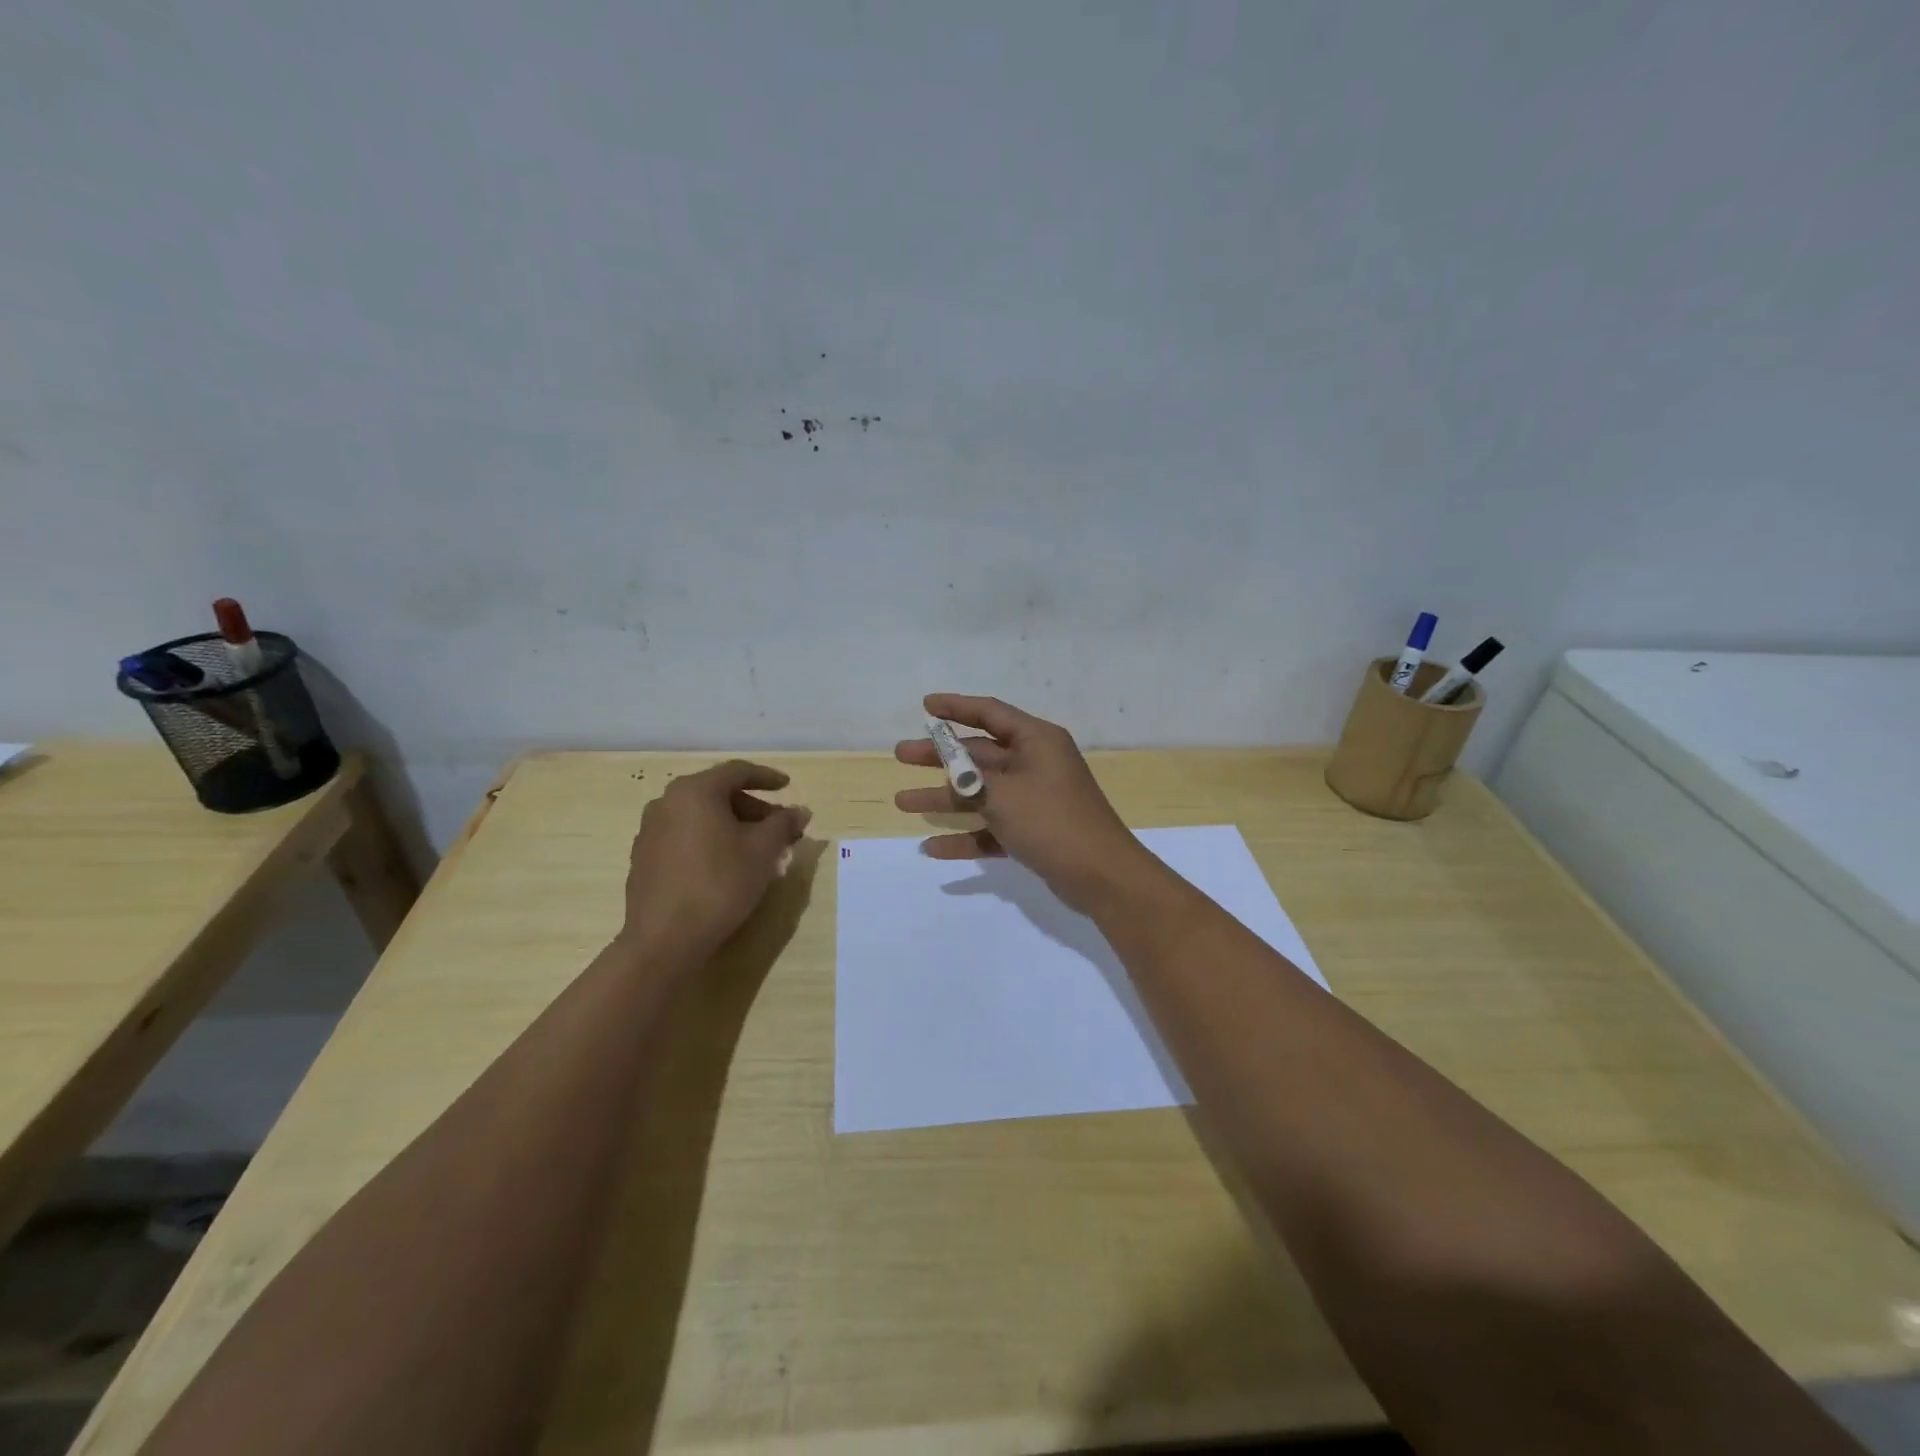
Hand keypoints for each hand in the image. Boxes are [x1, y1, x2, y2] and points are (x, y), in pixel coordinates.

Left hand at [620, 760, 811, 960]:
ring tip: (757, 850)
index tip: (787, 786)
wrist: (664, 939)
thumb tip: (800, 812)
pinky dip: (710, 841)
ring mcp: (650, 831)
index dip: (766, 778)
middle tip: (778, 827)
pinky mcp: (644, 859)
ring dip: (732, 826)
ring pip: (701, 817)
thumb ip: (783, 824)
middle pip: (717, 794)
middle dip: (752, 808)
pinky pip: (685, 837)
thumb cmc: (720, 884)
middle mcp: (666, 802)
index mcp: (695, 791)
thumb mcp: (763, 851)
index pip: (737, 772)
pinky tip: (726, 865)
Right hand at [894, 694, 1161, 916]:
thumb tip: (953, 771)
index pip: (990, 713)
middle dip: (940, 756)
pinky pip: (992, 828)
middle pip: (979, 754)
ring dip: (944, 798)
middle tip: (902, 754)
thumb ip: (970, 779)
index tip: (924, 706)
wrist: (1101, 875)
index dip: (955, 707)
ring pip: (981, 793)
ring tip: (903, 802)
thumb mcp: (1003, 793)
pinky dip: (966, 836)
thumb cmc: (1051, 820)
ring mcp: (1035, 800)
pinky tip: (932, 848)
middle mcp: (1036, 764)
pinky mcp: (1033, 832)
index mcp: (1036, 741)